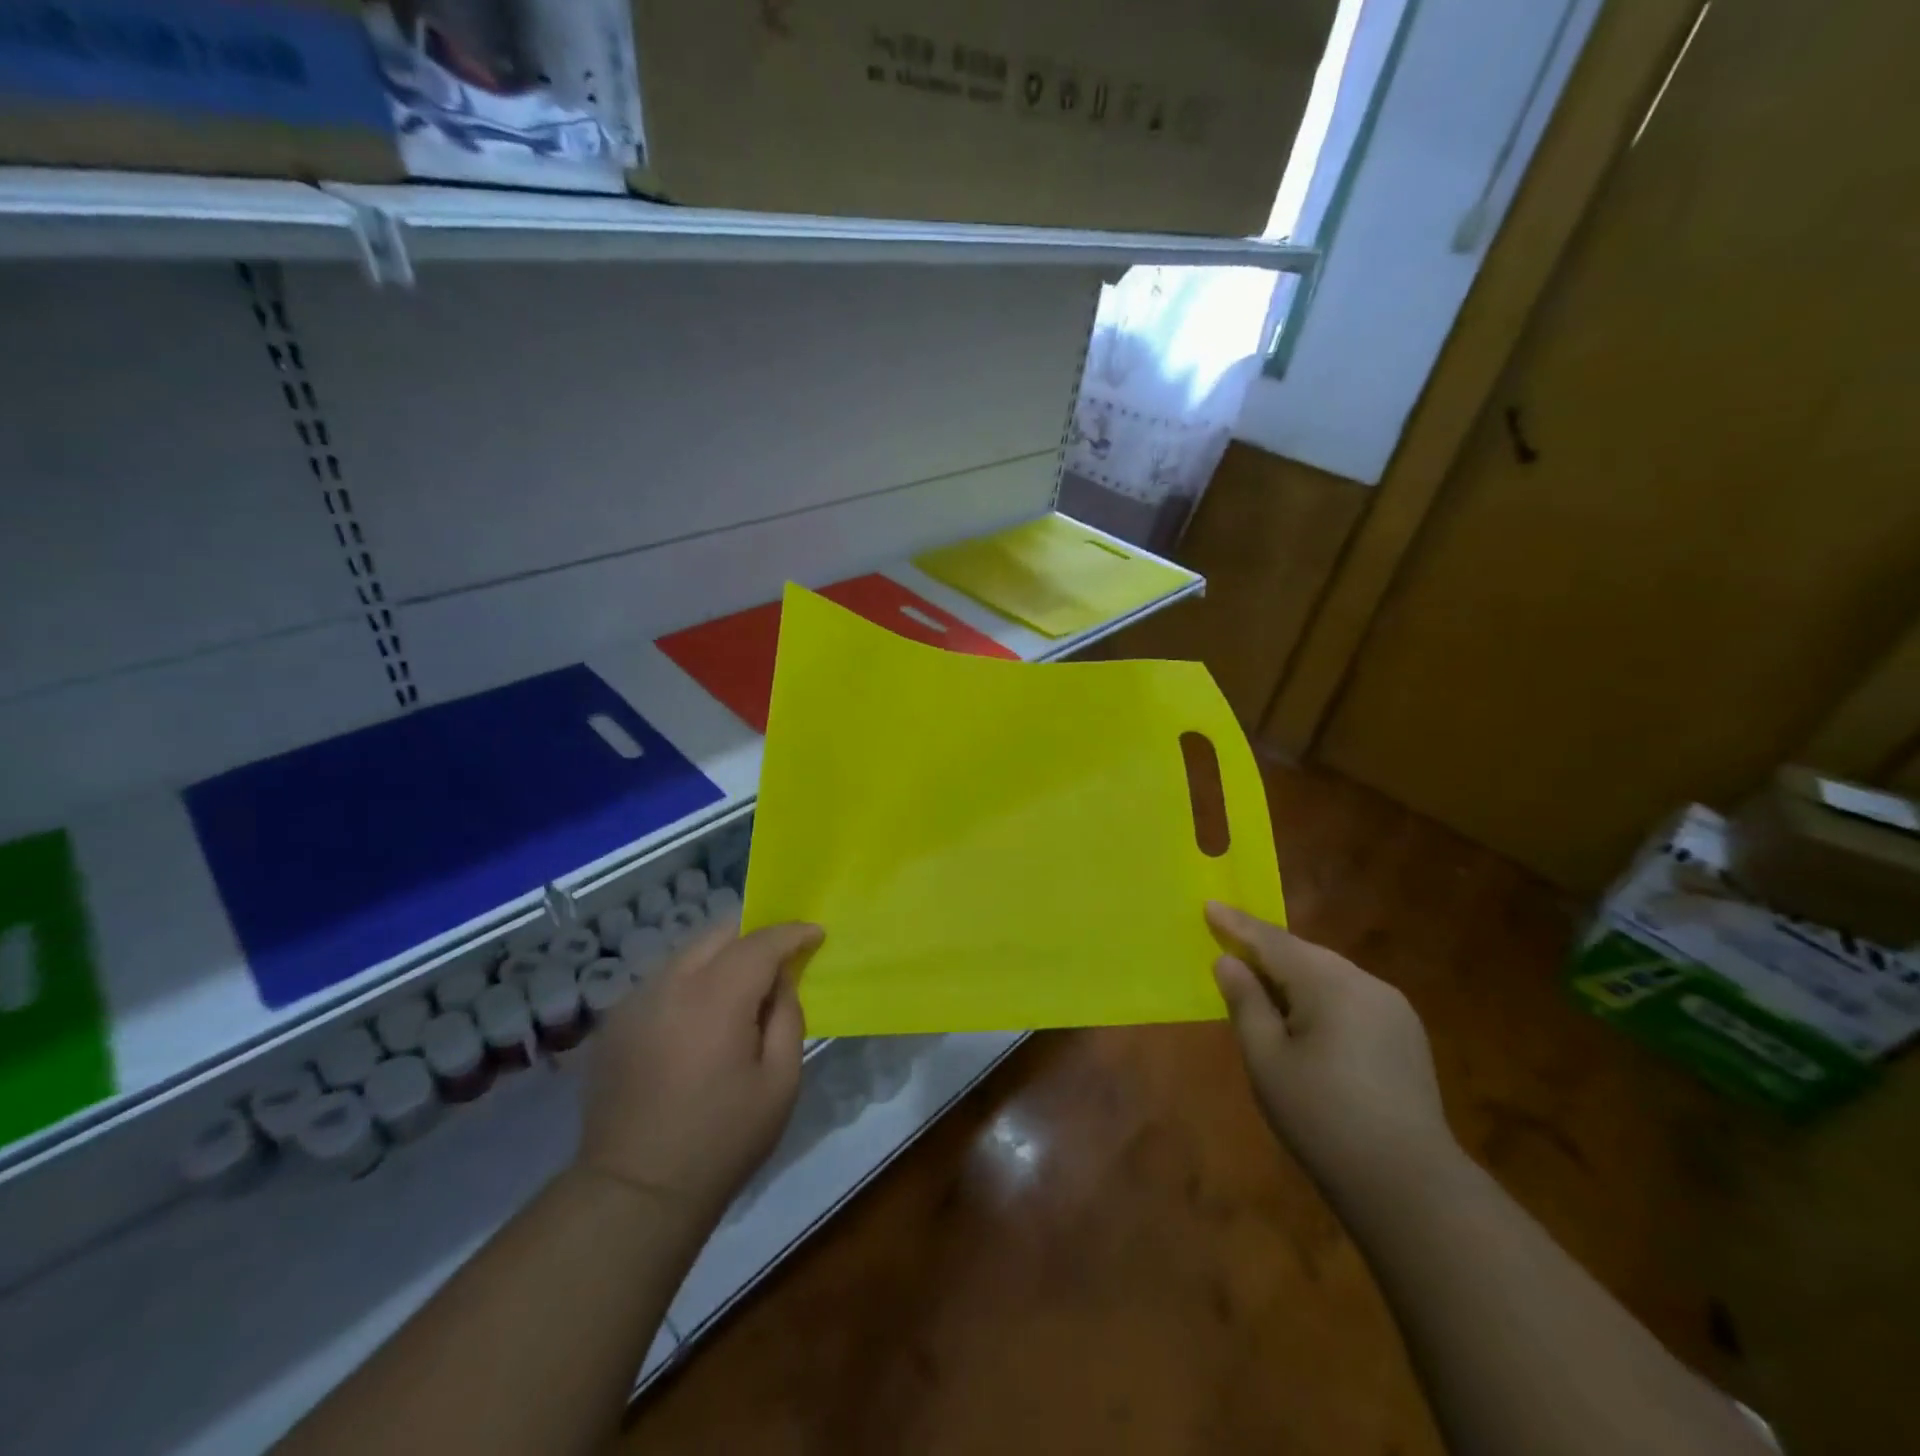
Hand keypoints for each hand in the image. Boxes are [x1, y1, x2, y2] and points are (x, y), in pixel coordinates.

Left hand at [577, 921, 820, 1225]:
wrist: (635, 1192)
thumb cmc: (722, 1139)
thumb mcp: (780, 1081)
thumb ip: (787, 1016)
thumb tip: (781, 980)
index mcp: (716, 997)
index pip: (761, 941)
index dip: (792, 932)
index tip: (815, 934)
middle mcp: (670, 984)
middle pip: (719, 933)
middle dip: (755, 936)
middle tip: (780, 959)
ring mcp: (635, 1001)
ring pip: (688, 953)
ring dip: (722, 957)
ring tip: (742, 988)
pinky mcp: (615, 1022)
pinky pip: (664, 980)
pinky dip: (692, 981)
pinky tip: (701, 1018)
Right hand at [1206, 902, 1453, 1193]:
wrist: (1410, 1185)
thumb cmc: (1322, 1118)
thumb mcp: (1267, 1060)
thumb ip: (1246, 1003)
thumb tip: (1229, 961)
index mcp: (1329, 983)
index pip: (1272, 941)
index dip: (1236, 924)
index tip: (1209, 904)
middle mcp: (1365, 982)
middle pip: (1304, 954)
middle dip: (1264, 948)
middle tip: (1227, 940)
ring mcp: (1392, 1008)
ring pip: (1329, 974)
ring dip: (1292, 973)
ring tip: (1259, 979)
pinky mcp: (1405, 1035)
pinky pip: (1349, 997)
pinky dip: (1318, 995)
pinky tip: (1303, 1015)